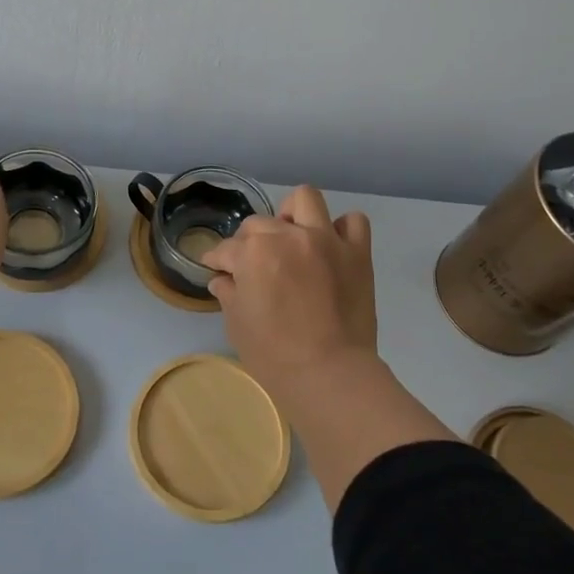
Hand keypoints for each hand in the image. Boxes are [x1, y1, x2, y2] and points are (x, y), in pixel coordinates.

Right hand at [202, 185, 377, 385]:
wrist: (329, 373)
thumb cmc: (273, 354)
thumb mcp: (237, 324)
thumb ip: (228, 293)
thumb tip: (222, 279)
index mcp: (253, 252)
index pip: (226, 249)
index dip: (218, 261)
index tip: (217, 269)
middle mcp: (288, 235)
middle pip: (259, 223)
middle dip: (249, 241)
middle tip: (254, 265)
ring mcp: (326, 240)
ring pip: (305, 199)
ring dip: (293, 214)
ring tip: (292, 236)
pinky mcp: (357, 253)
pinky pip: (353, 222)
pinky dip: (341, 230)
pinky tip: (331, 247)